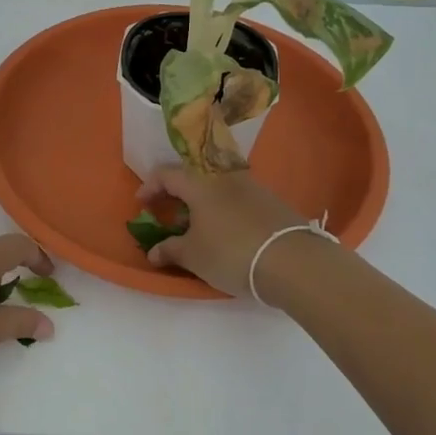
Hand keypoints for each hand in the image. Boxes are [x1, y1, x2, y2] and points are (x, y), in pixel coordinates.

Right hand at [135, 166, 305, 298]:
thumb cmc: (231, 252)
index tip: (142, 204)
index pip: (166, 173)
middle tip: (168, 213)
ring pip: (217, 186)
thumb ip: (169, 250)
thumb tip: (153, 252)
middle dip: (177, 193)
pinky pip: (237, 198)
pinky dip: (223, 209)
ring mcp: (251, 186)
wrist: (293, 261)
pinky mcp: (271, 201)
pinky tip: (225, 232)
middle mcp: (224, 176)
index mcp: (199, 183)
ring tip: (197, 226)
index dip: (150, 186)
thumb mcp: (193, 256)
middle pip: (193, 176)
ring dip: (202, 201)